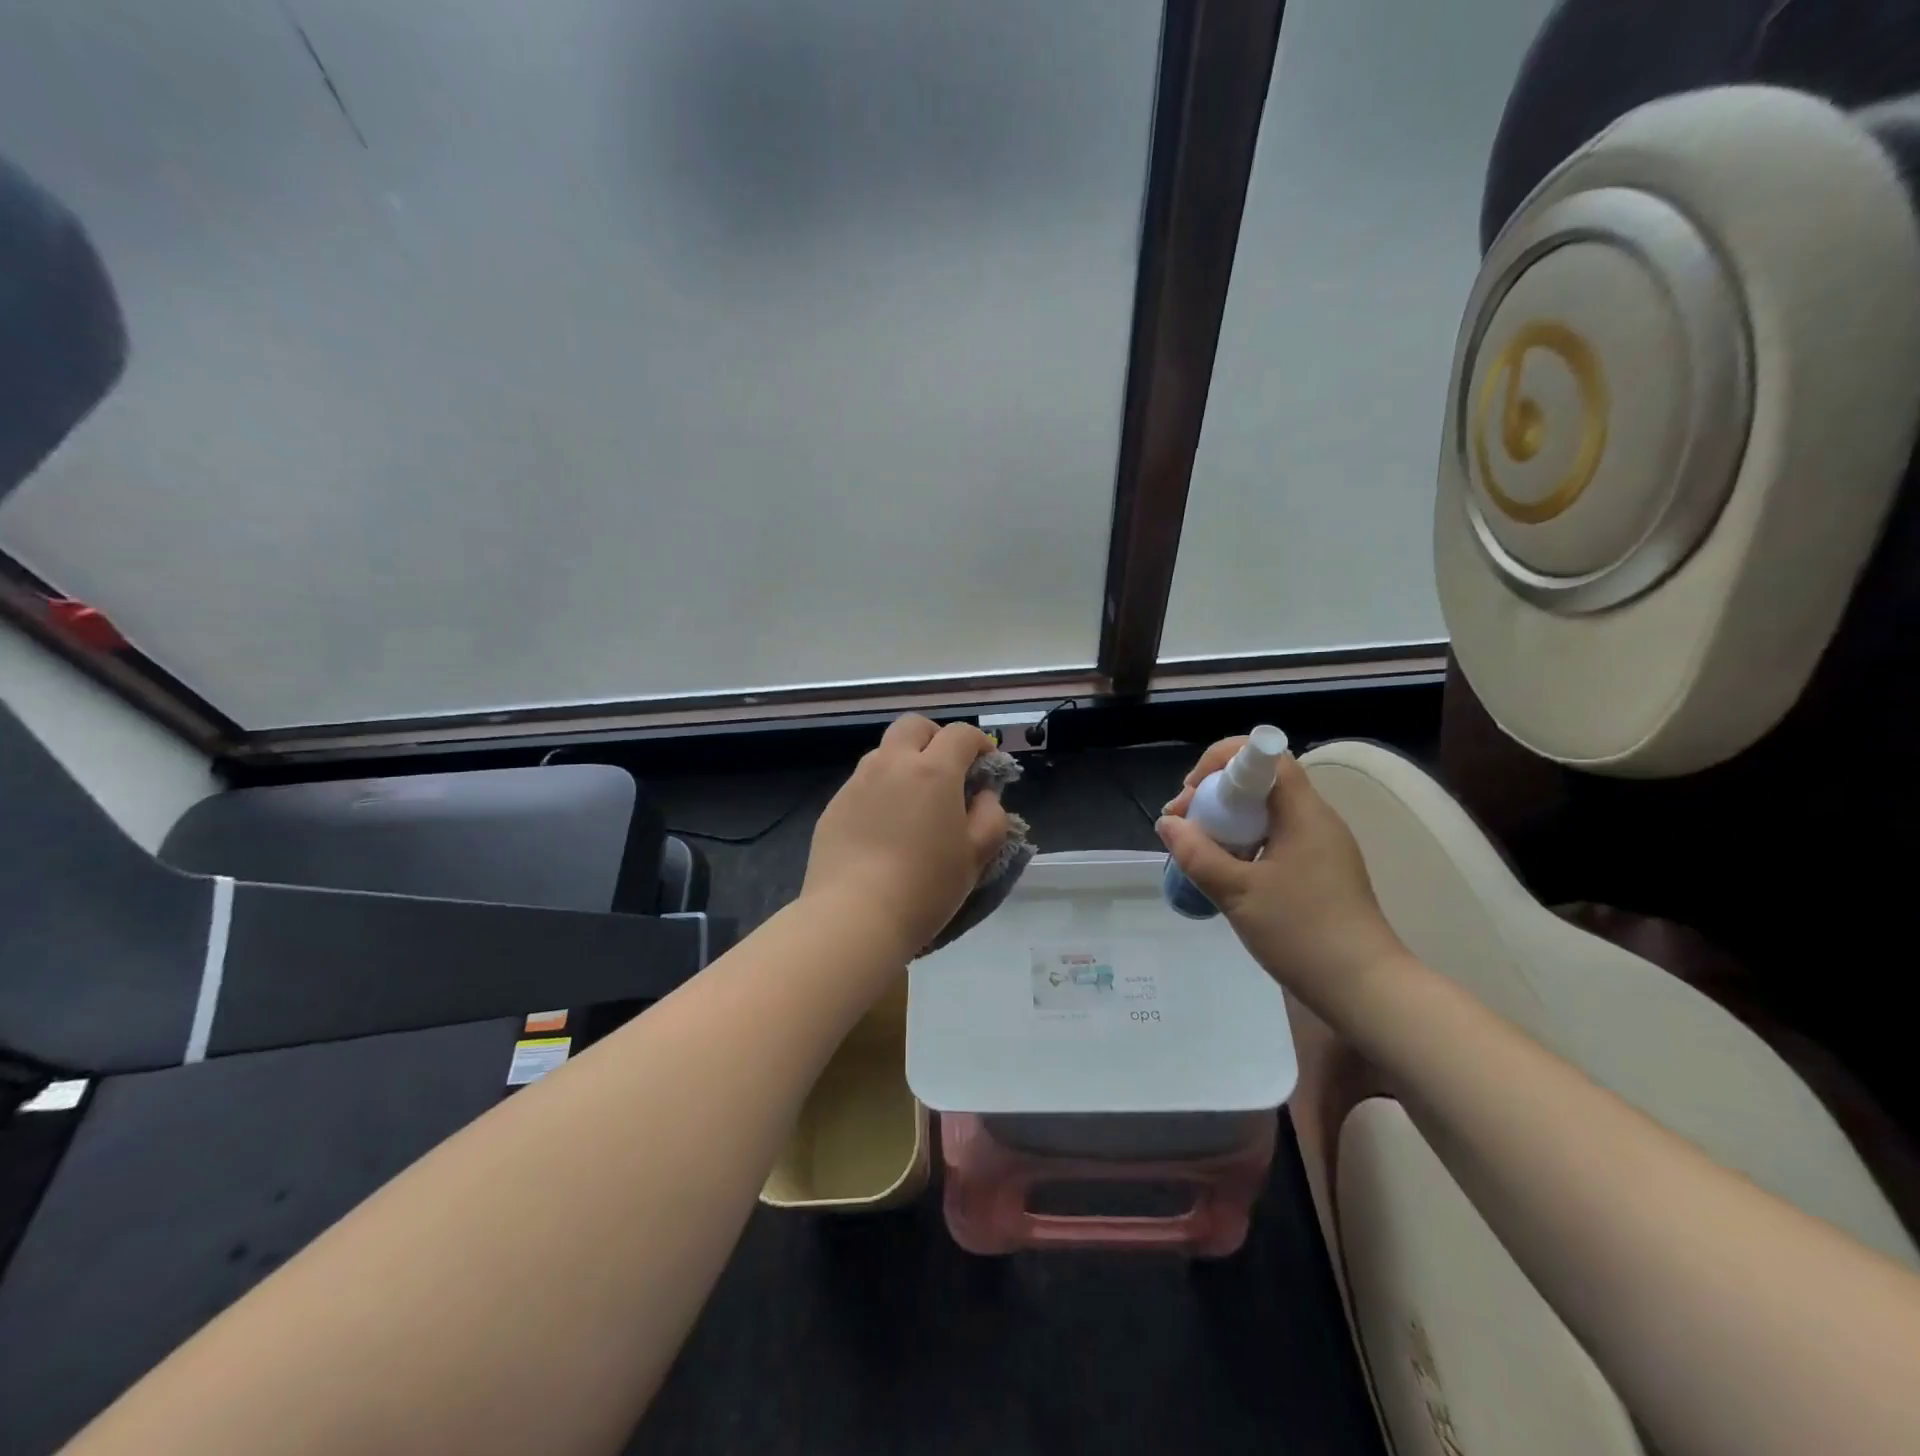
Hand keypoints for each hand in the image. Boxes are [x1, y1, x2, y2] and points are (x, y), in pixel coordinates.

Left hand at [802, 715, 1009, 956]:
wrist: (854, 916)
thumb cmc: (926, 886)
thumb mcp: (976, 856)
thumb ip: (991, 817)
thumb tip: (984, 796)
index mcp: (933, 771)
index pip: (960, 734)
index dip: (979, 743)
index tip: (986, 765)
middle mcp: (892, 764)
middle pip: (914, 726)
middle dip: (935, 738)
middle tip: (947, 770)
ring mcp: (857, 782)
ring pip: (884, 752)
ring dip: (904, 763)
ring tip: (914, 803)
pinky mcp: (834, 805)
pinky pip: (862, 783)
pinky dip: (880, 790)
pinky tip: (884, 828)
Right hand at [1157, 738, 1406, 1010]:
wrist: (1365, 989)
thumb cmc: (1302, 932)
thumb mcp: (1238, 893)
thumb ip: (1197, 854)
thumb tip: (1168, 823)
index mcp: (1304, 813)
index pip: (1266, 755)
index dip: (1223, 760)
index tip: (1193, 792)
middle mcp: (1316, 819)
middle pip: (1261, 783)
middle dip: (1216, 794)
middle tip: (1183, 825)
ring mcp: (1321, 846)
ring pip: (1266, 813)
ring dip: (1227, 821)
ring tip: (1197, 850)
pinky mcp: (1320, 871)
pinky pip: (1275, 838)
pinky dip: (1244, 843)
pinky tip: (1225, 872)